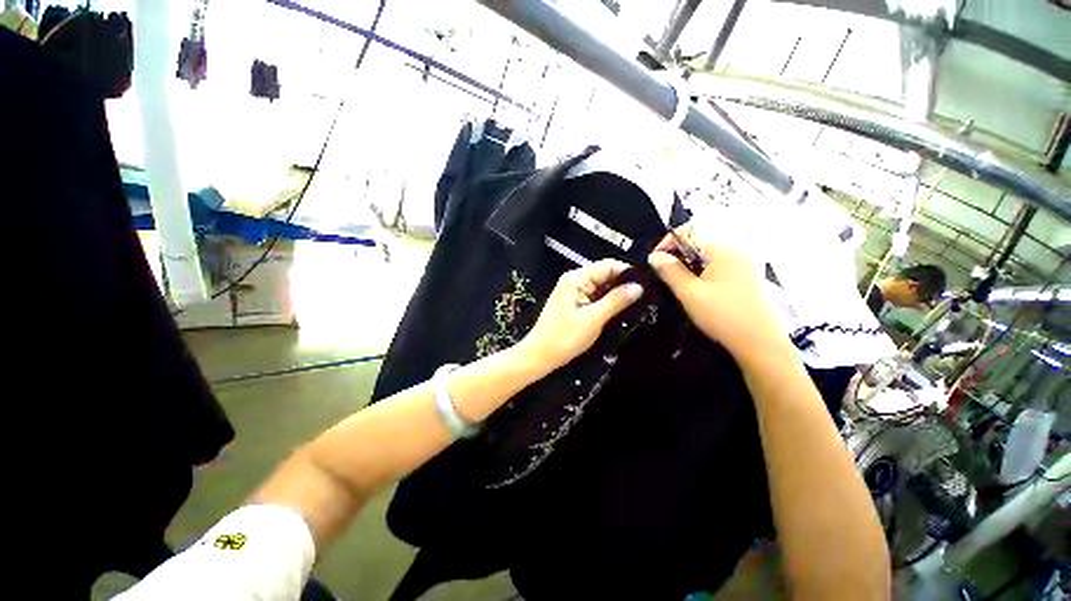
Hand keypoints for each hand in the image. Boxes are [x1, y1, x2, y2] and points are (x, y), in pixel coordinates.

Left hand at [518, 259, 642, 374]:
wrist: (540, 356)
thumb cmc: (564, 338)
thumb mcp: (593, 319)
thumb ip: (616, 301)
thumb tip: (638, 287)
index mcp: (576, 278)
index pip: (608, 265)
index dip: (627, 273)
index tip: (645, 285)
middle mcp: (574, 280)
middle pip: (605, 275)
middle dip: (622, 285)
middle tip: (642, 299)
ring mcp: (573, 292)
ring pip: (601, 287)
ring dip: (615, 296)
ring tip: (634, 306)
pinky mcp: (573, 303)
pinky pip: (594, 297)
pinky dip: (606, 303)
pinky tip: (617, 312)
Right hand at [648, 223, 786, 359]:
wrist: (761, 344)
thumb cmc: (724, 317)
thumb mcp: (690, 294)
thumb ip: (670, 272)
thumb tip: (655, 256)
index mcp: (723, 250)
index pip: (689, 232)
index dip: (667, 243)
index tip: (655, 261)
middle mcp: (736, 251)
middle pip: (699, 242)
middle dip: (677, 255)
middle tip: (664, 275)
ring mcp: (744, 263)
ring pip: (707, 255)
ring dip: (689, 264)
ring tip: (678, 284)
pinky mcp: (747, 276)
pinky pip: (718, 265)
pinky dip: (702, 272)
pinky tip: (697, 290)